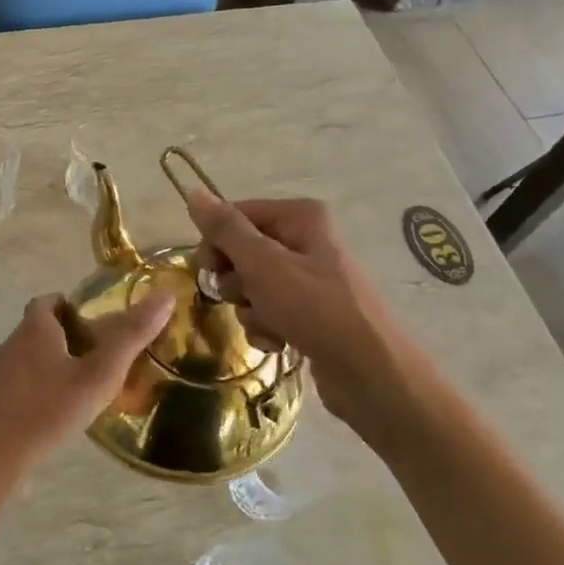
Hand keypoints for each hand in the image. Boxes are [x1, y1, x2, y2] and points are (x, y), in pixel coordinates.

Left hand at [0, 291, 174, 475]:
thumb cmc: (51, 409)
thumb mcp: (100, 373)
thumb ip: (132, 335)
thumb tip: (165, 296)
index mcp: (35, 329)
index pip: (48, 301)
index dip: (71, 306)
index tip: (95, 323)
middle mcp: (13, 343)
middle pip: (39, 327)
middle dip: (67, 334)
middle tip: (98, 354)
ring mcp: (0, 373)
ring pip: (30, 355)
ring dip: (54, 361)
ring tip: (83, 383)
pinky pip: (22, 381)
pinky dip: (41, 385)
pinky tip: (59, 408)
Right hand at [186, 190, 414, 426]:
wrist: (369, 371)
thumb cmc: (314, 308)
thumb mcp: (263, 264)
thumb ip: (226, 230)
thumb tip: (194, 193)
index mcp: (300, 217)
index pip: (236, 216)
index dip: (216, 243)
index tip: (207, 270)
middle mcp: (306, 240)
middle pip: (243, 253)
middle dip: (236, 281)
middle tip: (243, 297)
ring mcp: (310, 279)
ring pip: (253, 287)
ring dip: (251, 310)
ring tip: (270, 325)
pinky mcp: (310, 313)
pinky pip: (270, 311)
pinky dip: (267, 327)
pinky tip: (279, 342)